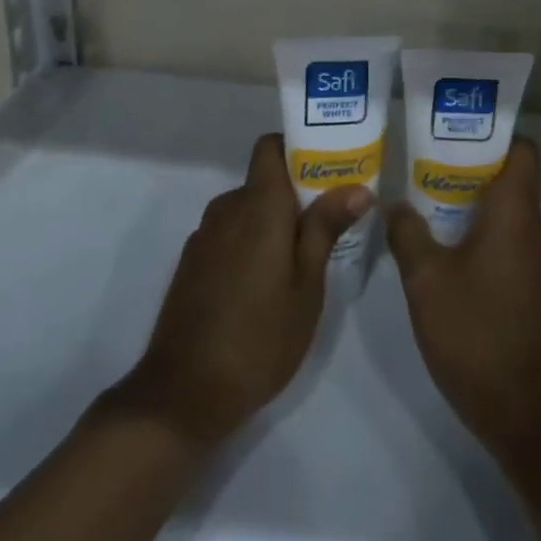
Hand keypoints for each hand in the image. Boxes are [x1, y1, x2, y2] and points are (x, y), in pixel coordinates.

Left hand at [108, 132, 370, 450]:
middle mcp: (227, 208)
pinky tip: (264, 282)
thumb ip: (325, 229)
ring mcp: (204, 235)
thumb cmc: (259, 338)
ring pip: (246, 209)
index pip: (270, 146)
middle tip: (329, 221)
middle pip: (263, 179)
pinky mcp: (192, 262)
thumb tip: (356, 186)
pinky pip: (229, 232)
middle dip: (294, 193)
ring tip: (301, 257)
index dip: (297, 147)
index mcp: (258, 205)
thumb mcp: (306, 287)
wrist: (183, 394)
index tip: (327, 167)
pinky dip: (250, 241)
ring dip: (272, 221)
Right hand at [386, 137, 540, 476]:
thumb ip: (408, 233)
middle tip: (424, 158)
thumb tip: (396, 204)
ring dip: (469, 200)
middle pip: (508, 176)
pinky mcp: (530, 287)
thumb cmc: (477, 333)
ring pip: (504, 210)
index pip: (522, 149)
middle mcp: (533, 227)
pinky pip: (504, 239)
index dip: (493, 132)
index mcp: (515, 212)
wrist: (526, 414)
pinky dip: (477, 231)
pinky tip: (441, 244)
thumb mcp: (426, 279)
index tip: (455, 126)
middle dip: (468, 164)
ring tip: (424, 195)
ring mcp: (535, 260)